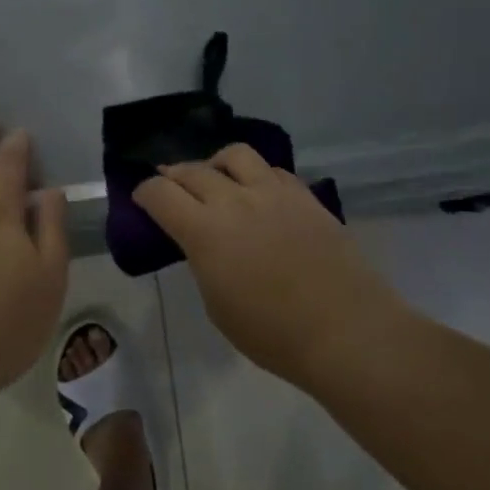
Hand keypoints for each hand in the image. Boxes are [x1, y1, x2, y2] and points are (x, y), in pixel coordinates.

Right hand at [134, 144, 391, 384]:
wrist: (346, 331)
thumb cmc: (274, 334)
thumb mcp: (218, 305)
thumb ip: (203, 261)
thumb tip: (203, 242)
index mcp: (205, 231)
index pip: (160, 194)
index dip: (144, 193)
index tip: (142, 199)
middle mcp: (234, 200)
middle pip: (192, 170)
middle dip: (173, 175)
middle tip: (170, 186)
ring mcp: (273, 193)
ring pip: (235, 155)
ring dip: (216, 164)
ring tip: (217, 179)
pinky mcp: (304, 196)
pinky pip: (272, 170)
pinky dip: (256, 176)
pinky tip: (258, 193)